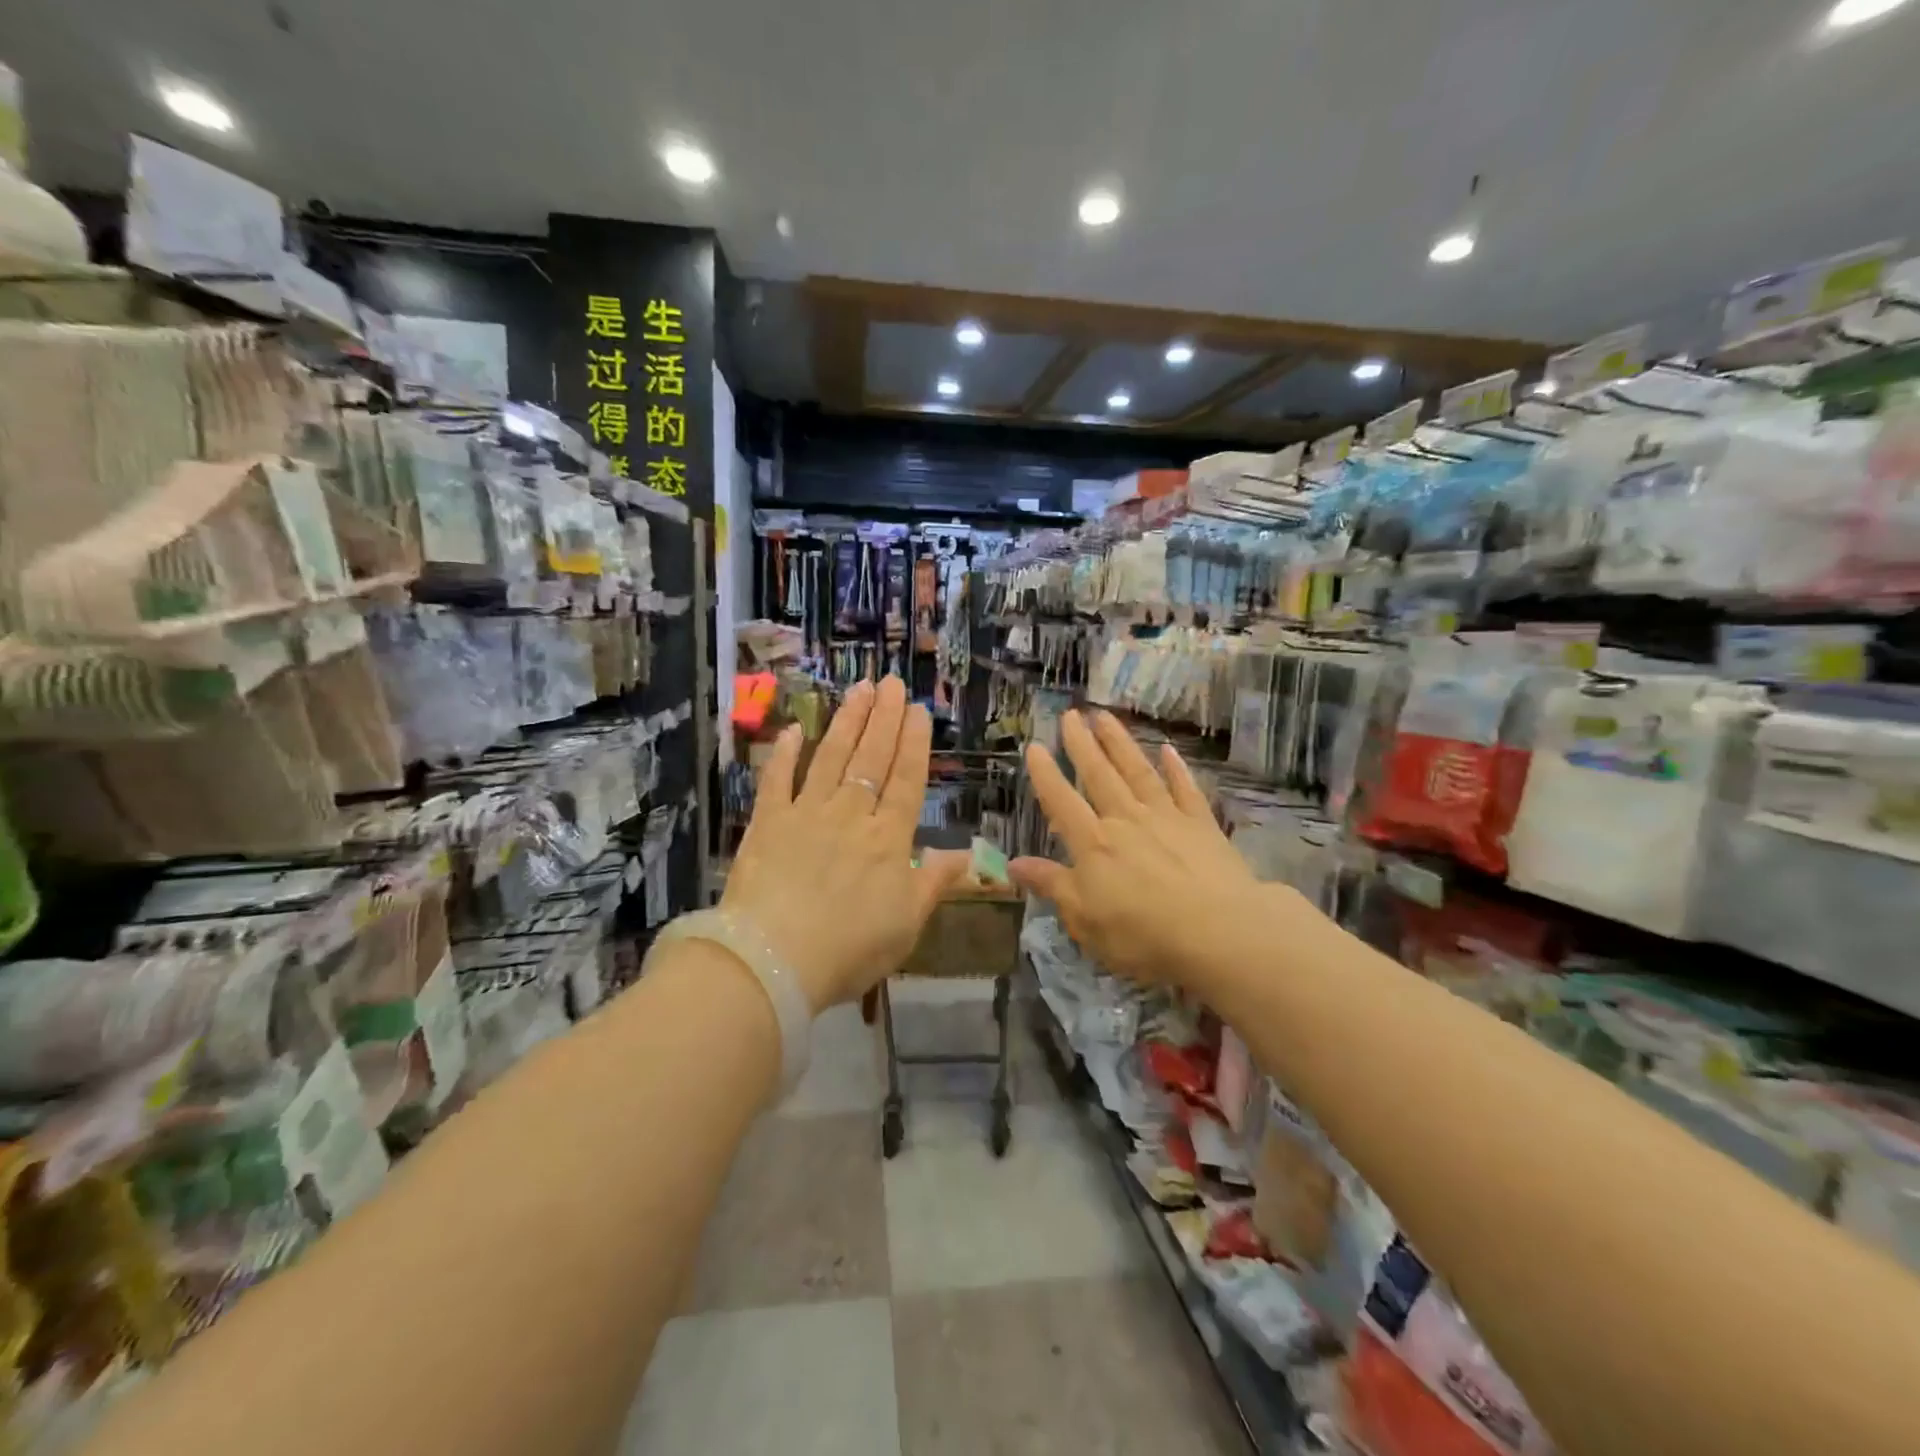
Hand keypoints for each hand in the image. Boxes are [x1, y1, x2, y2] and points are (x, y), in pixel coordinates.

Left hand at [723, 677, 968, 1013]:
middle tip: (892, 683)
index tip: (918, 710)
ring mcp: (806, 814)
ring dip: (847, 722)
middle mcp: (850, 814)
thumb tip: (969, 855)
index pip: (906, 780)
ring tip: (860, 689)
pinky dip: (785, 753)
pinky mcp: (767, 823)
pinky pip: (777, 780)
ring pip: (831, 758)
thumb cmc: (849, 948)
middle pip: (871, 758)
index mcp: (888, 838)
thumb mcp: (907, 923)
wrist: (773, 960)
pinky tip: (794, 728)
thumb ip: (935, 882)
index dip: (913, 743)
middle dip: (884, 718)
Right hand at [1011, 710, 1275, 989]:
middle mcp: (1126, 820)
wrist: (1220, 933)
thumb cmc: (1143, 934)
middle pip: (1099, 775)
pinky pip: (1185, 789)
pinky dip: (1176, 769)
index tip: (1034, 746)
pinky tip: (1168, 750)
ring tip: (1105, 717)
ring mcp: (1166, 818)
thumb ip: (1051, 885)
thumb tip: (1013, 864)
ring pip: (1137, 772)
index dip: (1046, 774)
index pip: (1061, 801)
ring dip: (1120, 743)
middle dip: (1082, 744)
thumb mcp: (1084, 919)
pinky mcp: (1201, 826)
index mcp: (1093, 844)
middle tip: (1071, 714)